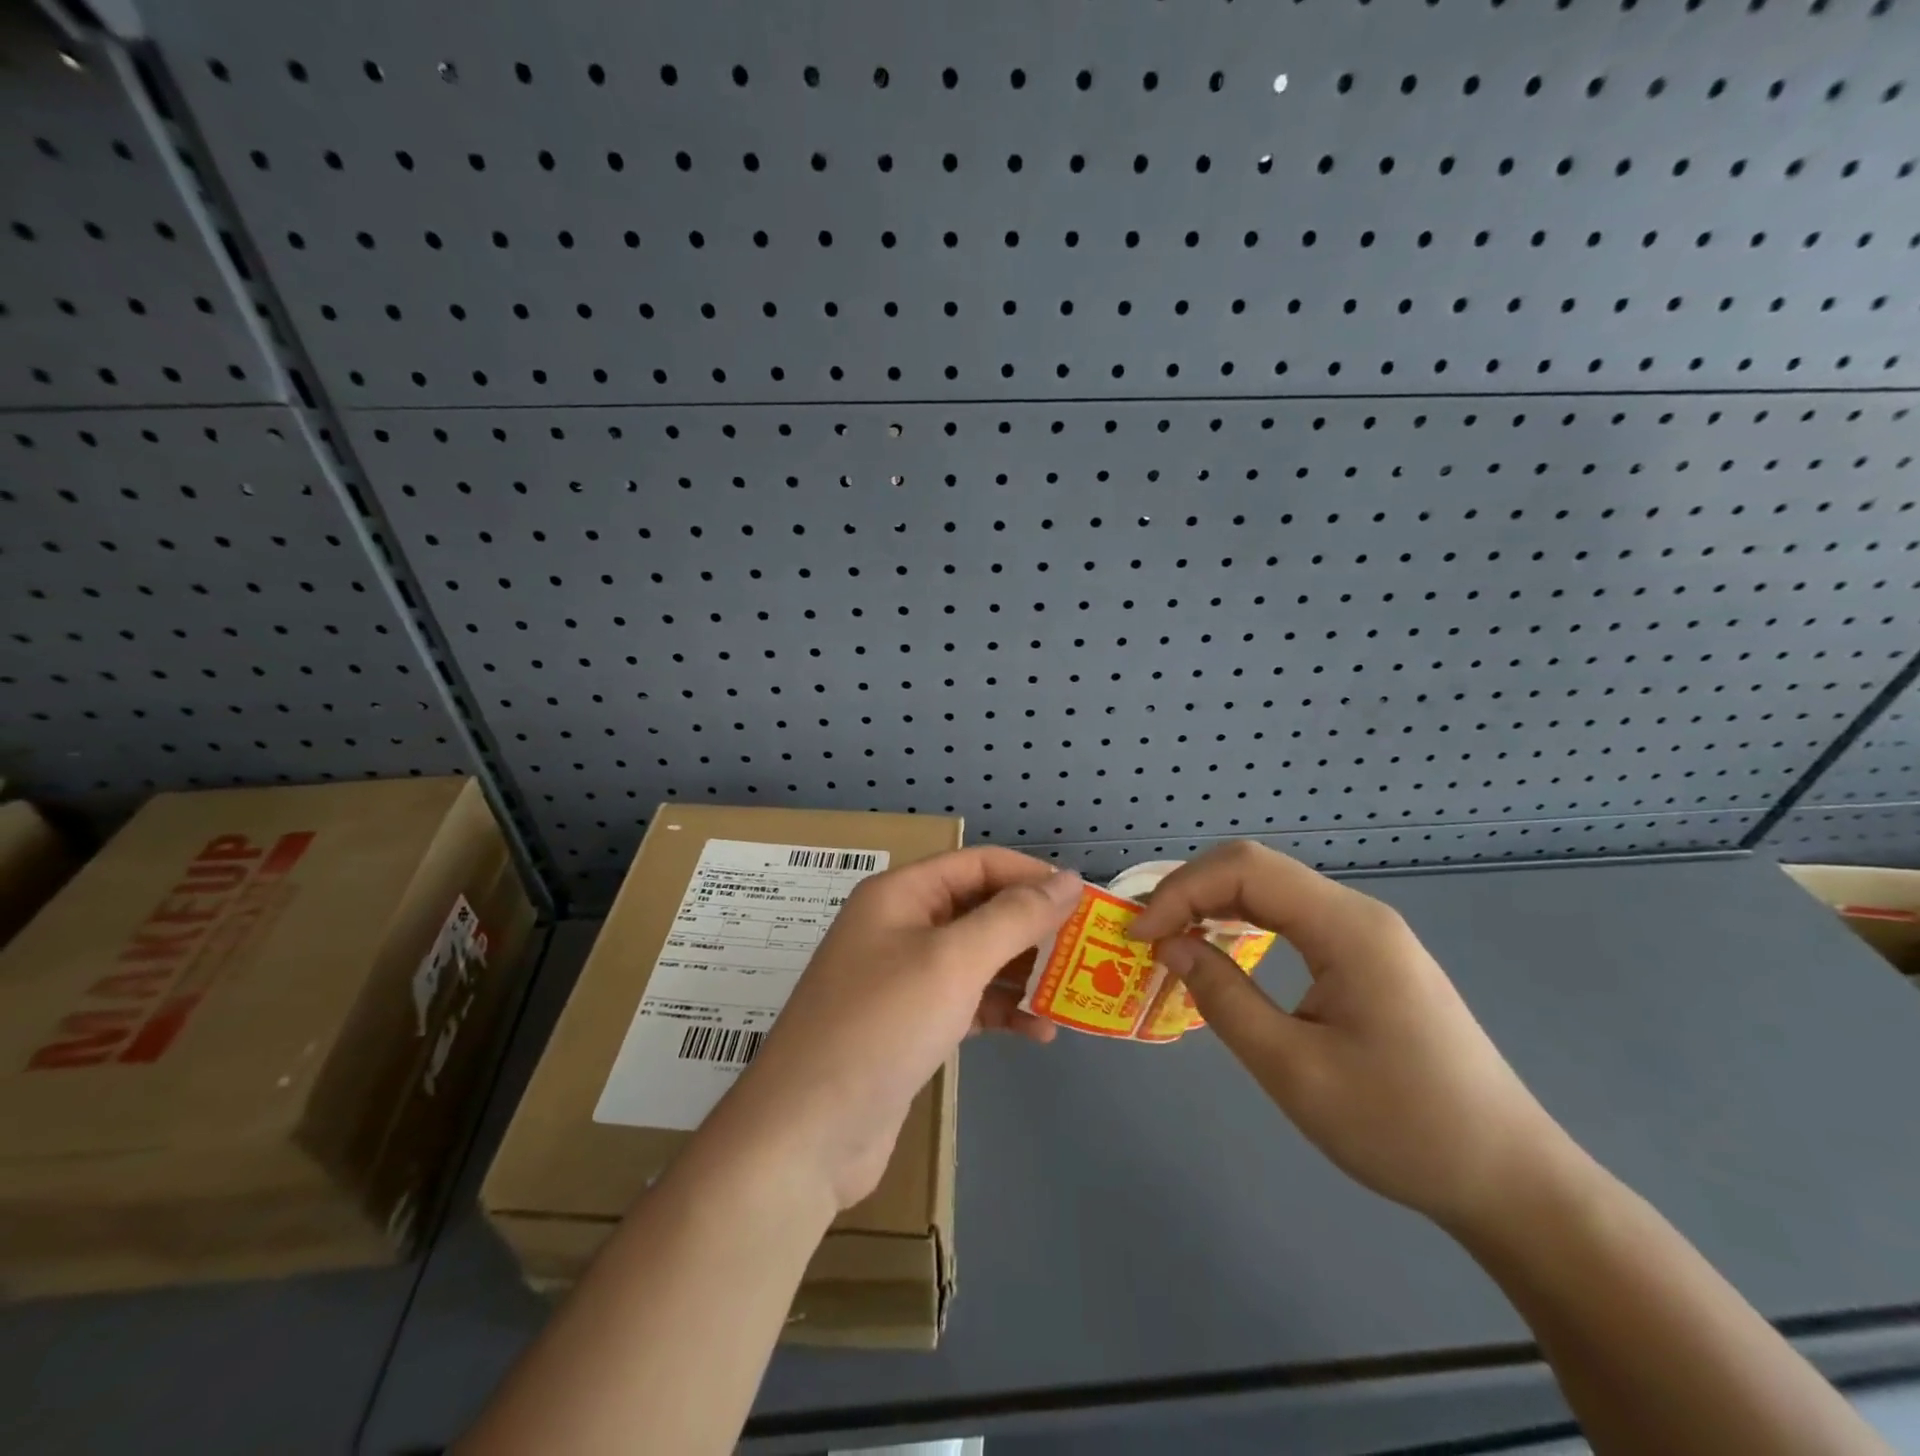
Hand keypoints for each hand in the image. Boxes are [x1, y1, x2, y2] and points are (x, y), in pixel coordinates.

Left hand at [715, 849, 1081, 1209]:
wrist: (807, 1134)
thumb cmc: (882, 1026)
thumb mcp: (953, 961)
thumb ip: (1014, 917)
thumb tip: (1068, 879)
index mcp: (901, 895)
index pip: (978, 865)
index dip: (1032, 876)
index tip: (1084, 903)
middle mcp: (900, 927)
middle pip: (979, 910)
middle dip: (1032, 929)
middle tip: (1087, 953)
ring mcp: (902, 978)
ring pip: (977, 959)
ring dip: (1023, 974)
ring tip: (1072, 997)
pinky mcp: (910, 1025)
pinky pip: (966, 1001)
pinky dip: (1001, 1011)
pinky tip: (1038, 1033)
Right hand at [1130, 843, 1568, 1230]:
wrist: (1511, 1179)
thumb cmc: (1402, 1128)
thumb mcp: (1295, 1071)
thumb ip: (1224, 999)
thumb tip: (1170, 946)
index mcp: (1347, 928)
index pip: (1245, 870)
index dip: (1181, 890)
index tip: (1140, 936)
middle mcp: (1357, 914)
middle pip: (1255, 868)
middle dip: (1190, 891)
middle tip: (1148, 936)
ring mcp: (1367, 933)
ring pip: (1271, 889)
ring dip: (1213, 904)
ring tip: (1171, 940)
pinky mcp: (1368, 956)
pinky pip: (1291, 917)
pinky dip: (1243, 923)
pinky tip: (1221, 950)